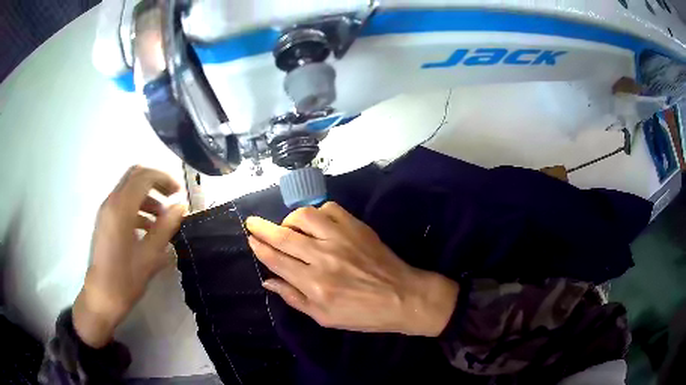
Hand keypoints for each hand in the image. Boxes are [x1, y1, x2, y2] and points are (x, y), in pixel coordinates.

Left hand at [73, 166, 185, 347]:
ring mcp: (106, 211)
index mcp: (121, 208)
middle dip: (155, 182)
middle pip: (135, 176)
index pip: (144, 177)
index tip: (179, 193)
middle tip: (171, 198)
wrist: (101, 297)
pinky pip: (123, 203)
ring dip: (147, 196)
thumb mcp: (150, 255)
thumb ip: (165, 227)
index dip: (164, 179)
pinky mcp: (105, 221)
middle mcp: (111, 202)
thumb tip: (181, 207)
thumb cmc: (125, 279)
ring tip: (163, 218)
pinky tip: (148, 229)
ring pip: (129, 189)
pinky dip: (138, 207)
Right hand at [246, 202, 458, 336]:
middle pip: (284, 236)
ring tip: (288, 226)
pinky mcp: (357, 227)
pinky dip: (317, 212)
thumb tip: (268, 280)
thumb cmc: (362, 314)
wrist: (402, 297)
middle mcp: (324, 258)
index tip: (250, 238)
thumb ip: (294, 298)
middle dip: (262, 227)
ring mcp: (342, 238)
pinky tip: (316, 223)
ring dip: (290, 219)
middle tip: (251, 222)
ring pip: (305, 216)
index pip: (277, 260)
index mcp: (315, 284)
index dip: (260, 247)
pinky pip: (330, 209)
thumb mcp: (324, 317)